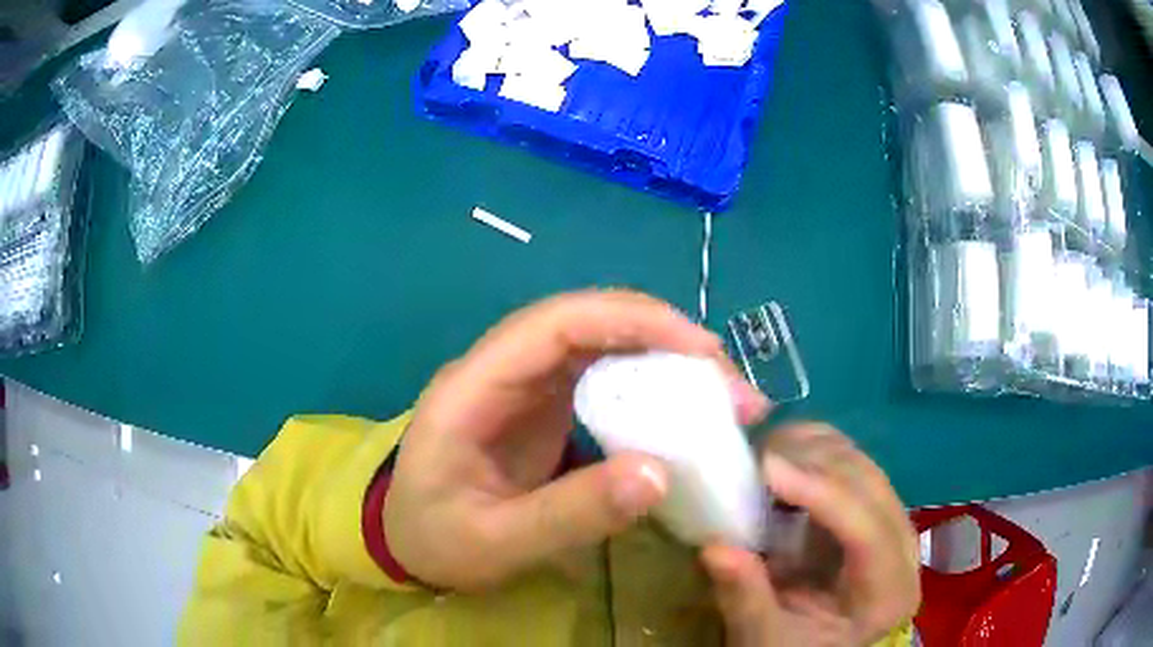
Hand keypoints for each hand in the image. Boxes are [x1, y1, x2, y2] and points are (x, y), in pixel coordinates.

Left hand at [385, 290, 769, 590]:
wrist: (407, 541)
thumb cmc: (436, 540)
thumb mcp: (495, 543)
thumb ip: (569, 514)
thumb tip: (660, 474)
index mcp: (471, 388)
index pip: (554, 324)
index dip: (631, 321)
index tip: (702, 351)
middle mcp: (500, 369)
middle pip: (587, 322)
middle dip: (666, 339)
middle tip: (731, 386)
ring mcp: (523, 385)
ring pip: (602, 344)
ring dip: (666, 360)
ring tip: (725, 399)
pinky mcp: (544, 406)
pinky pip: (604, 378)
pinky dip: (652, 387)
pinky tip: (687, 413)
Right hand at [702, 424, 920, 645]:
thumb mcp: (764, 638)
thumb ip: (745, 597)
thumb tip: (715, 547)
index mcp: (889, 592)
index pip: (868, 530)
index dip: (821, 492)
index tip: (766, 466)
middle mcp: (905, 548)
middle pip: (870, 486)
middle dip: (814, 461)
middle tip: (753, 457)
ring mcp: (894, 522)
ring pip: (864, 465)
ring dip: (815, 450)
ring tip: (764, 457)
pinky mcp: (876, 509)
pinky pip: (853, 465)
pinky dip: (817, 453)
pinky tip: (785, 461)